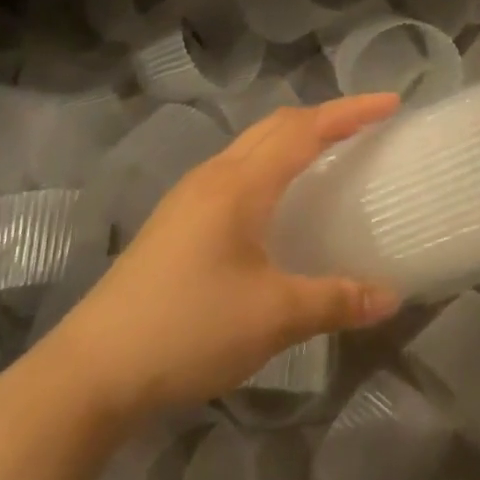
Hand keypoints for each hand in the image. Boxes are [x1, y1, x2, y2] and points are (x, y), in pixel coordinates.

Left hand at [40, 96, 403, 423]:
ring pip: (252, 145)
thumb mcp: (272, 317)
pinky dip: (270, 163)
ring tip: (328, 154)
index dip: (351, 112)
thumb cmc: (188, 329)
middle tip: (366, 125)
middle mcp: (214, 176)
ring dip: (294, 138)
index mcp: (240, 184)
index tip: (391, 104)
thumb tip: (391, 297)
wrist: (88, 375)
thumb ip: (336, 300)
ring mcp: (188, 198)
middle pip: (277, 125)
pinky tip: (276, 202)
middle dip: (325, 117)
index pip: (306, 129)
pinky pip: (236, 170)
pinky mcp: (174, 222)